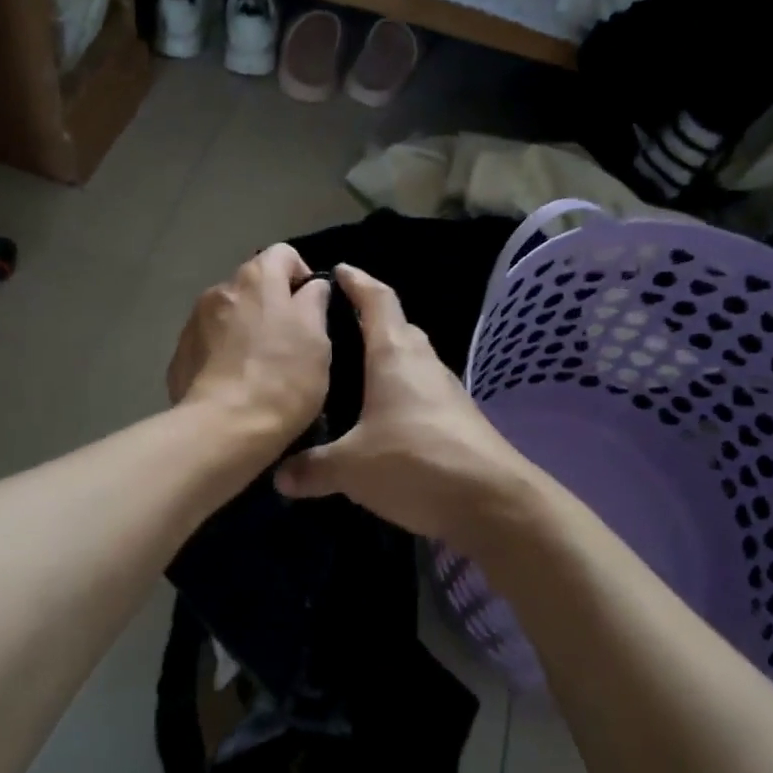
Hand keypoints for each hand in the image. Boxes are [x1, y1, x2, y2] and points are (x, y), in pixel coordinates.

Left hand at [167, 244, 332, 446]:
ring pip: (230, 314)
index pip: (284, 254)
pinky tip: (236, 384)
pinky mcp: (180, 354)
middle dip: (273, 305)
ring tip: (261, 367)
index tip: (313, 309)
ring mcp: (194, 321)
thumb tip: (311, 287)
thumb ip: (315, 302)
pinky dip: (224, 353)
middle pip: (254, 285)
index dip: (303, 275)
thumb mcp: (318, 339)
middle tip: (291, 344)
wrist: (224, 429)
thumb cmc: (283, 378)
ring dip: (246, 329)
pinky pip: (210, 342)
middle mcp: (220, 289)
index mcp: (256, 279)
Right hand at [274, 264, 539, 541]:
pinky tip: (379, 414)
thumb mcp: (352, 467)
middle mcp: (422, 362)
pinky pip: (419, 389)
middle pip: (395, 326)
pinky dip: (397, 389)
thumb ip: (313, 467)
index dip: (357, 281)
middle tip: (332, 327)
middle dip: (368, 319)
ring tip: (350, 371)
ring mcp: (444, 389)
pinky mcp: (456, 417)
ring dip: (384, 357)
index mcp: (394, 354)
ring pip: (409, 359)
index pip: (377, 300)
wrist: (494, 502)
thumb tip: (279, 475)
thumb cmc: (416, 462)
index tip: (338, 270)